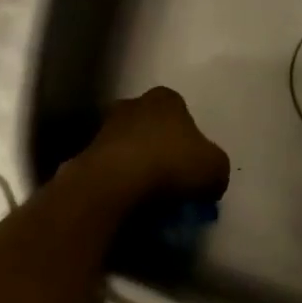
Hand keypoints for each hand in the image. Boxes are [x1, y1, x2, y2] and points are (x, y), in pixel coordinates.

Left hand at [75, 87, 229, 205]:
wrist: (112, 184)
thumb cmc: (169, 164)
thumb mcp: (215, 168)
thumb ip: (216, 169)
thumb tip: (210, 180)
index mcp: (166, 98)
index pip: (182, 114)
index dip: (190, 141)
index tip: (192, 166)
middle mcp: (133, 104)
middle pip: (152, 127)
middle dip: (160, 150)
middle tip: (172, 181)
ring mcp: (105, 128)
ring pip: (129, 148)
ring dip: (137, 167)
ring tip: (149, 198)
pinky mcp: (85, 154)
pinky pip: (110, 170)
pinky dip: (119, 183)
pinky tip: (128, 204)